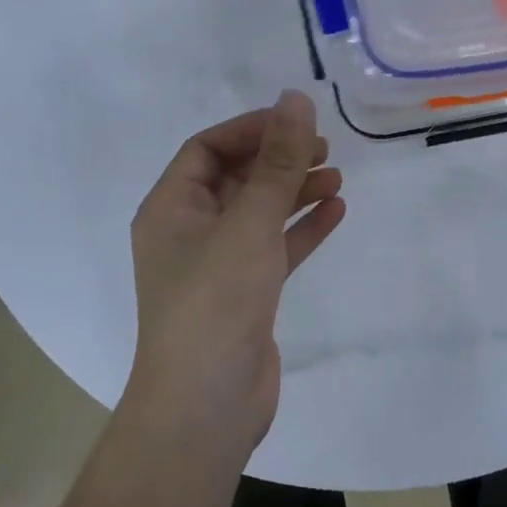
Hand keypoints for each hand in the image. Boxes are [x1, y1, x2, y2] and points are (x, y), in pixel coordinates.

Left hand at [127, 91, 346, 458]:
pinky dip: (300, 228)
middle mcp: (188, 231)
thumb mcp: (249, 223)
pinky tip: (335, 211)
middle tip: (322, 147)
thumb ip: (277, 162)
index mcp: (170, 209)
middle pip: (235, 178)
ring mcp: (216, 265)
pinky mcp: (243, 294)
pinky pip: (273, 247)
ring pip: (258, 212)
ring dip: (293, 191)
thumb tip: (295, 98)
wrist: (206, 409)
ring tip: (335, 176)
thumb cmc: (217, 302)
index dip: (250, 129)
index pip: (206, 149)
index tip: (295, 121)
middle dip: (277, 159)